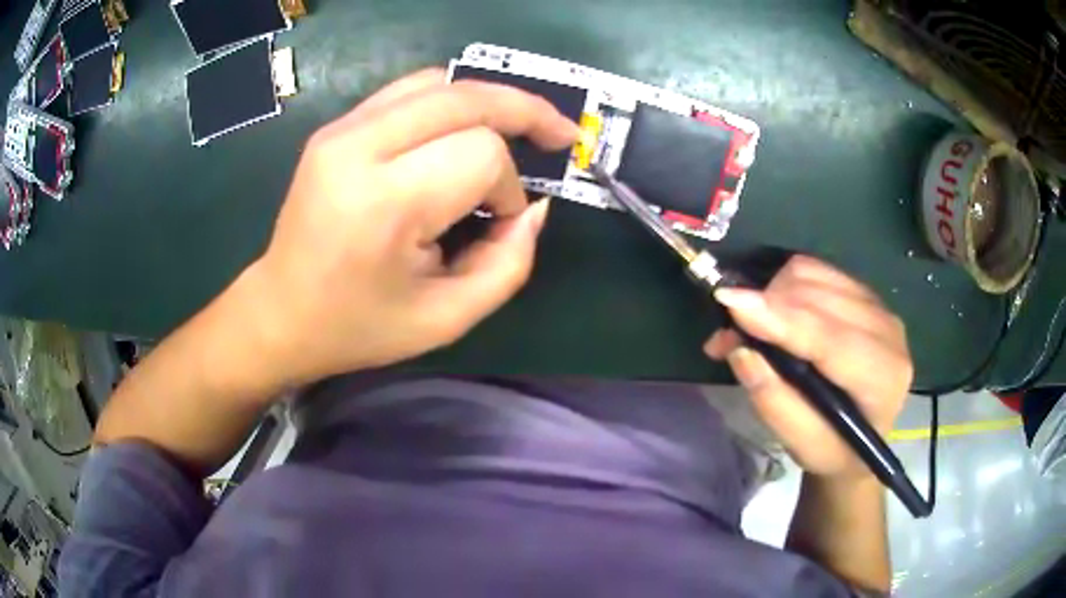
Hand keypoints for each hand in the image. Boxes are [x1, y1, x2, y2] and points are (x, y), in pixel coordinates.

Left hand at [243, 68, 578, 386]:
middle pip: (465, 98)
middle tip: (560, 135)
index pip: (479, 154)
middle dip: (524, 111)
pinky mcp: (337, 127)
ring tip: (519, 125)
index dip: (508, 187)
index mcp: (383, 202)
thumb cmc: (359, 326)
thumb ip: (509, 264)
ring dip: (489, 101)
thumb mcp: (447, 319)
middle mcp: (359, 147)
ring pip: (439, 83)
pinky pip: (410, 91)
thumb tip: (535, 207)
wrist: (280, 312)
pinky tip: (468, 125)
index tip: (501, 223)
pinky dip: (452, 101)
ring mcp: (342, 129)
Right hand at [704, 256, 912, 479]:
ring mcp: (878, 306)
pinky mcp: (864, 293)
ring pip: (814, 274)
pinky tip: (773, 313)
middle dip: (765, 305)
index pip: (830, 336)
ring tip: (747, 328)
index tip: (730, 303)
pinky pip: (816, 270)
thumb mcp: (802, 445)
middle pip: (819, 295)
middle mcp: (887, 330)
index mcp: (882, 376)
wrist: (865, 439)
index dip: (781, 317)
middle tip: (726, 336)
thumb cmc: (834, 450)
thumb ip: (775, 402)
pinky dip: (784, 285)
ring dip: (771, 294)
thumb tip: (742, 351)